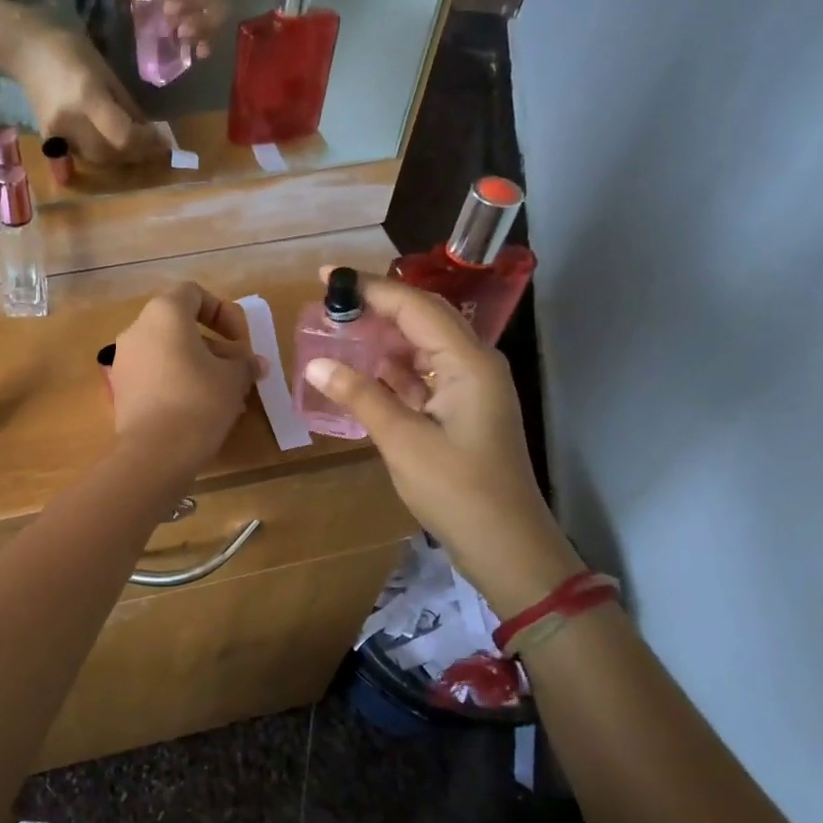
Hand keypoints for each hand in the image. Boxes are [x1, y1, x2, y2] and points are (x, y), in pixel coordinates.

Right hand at [10, 26, 162, 165]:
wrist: (26, 52)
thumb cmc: (71, 52)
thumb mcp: (106, 72)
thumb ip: (127, 105)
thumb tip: (148, 131)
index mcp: (88, 98)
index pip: (122, 135)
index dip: (145, 143)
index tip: (162, 142)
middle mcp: (71, 121)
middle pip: (109, 154)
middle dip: (133, 154)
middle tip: (150, 147)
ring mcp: (56, 133)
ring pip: (95, 160)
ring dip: (117, 158)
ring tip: (131, 147)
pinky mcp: (48, 139)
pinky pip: (79, 156)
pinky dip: (98, 155)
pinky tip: (107, 146)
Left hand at [110, 282, 261, 476]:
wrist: (155, 452)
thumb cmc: (199, 400)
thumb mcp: (233, 378)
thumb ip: (245, 363)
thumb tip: (254, 363)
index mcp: (164, 313)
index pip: (193, 293)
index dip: (222, 311)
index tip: (240, 340)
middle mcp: (137, 329)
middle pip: (179, 325)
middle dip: (212, 344)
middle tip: (236, 369)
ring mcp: (124, 360)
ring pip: (167, 352)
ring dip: (197, 365)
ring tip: (224, 394)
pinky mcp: (120, 389)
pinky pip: (154, 374)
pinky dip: (177, 382)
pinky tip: (199, 408)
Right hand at [302, 268, 584, 616]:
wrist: (505, 545)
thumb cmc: (458, 490)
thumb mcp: (403, 440)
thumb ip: (360, 396)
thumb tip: (316, 363)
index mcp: (468, 362)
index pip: (416, 307)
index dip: (371, 287)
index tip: (327, 277)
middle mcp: (473, 365)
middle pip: (422, 319)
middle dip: (376, 306)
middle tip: (328, 303)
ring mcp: (469, 388)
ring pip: (421, 347)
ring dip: (382, 337)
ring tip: (337, 330)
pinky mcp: (461, 410)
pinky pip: (422, 375)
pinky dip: (391, 369)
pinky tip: (360, 370)